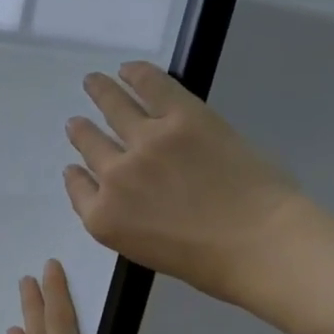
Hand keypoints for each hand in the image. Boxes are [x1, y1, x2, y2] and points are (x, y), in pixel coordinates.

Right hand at [64, 61, 313, 310]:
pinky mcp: (181, 117)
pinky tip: (128, 69)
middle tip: (77, 122)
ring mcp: (146, 142)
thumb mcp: (146, 252)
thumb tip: (126, 197)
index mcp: (104, 218)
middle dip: (81, 132)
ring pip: (113, 108)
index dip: (76, 175)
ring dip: (100, 92)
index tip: (75, 166)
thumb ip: (125, 222)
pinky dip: (136, 74)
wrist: (258, 243)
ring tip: (93, 81)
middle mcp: (114, 176)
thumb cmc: (209, 263)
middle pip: (90, 145)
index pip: (78, 189)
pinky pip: (150, 86)